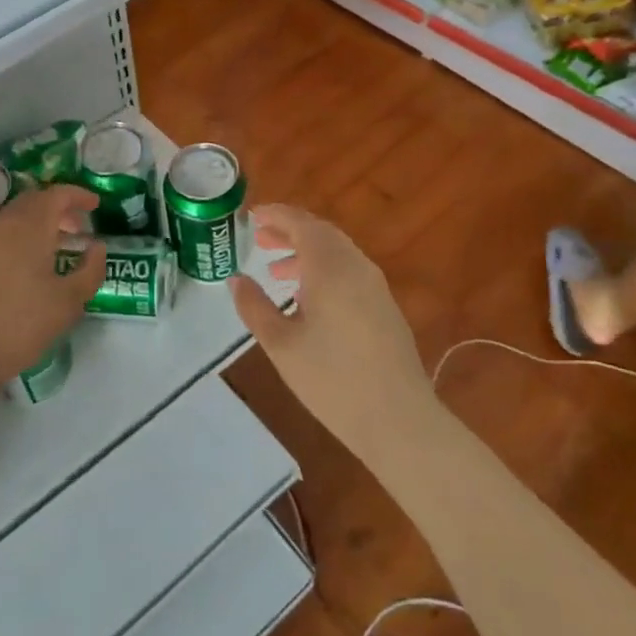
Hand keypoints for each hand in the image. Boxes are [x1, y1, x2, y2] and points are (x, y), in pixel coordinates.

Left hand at [0, 185, 105, 397]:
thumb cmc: (18, 324)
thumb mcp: (68, 303)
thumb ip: (90, 270)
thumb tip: (97, 247)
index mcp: (30, 226)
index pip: (56, 194)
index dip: (78, 195)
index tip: (95, 205)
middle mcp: (2, 226)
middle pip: (32, 202)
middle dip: (58, 209)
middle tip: (77, 228)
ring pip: (13, 221)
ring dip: (37, 227)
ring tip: (55, 251)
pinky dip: (18, 242)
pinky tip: (25, 271)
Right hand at [229, 204, 437, 463]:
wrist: (398, 419)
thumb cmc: (332, 380)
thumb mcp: (281, 345)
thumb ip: (255, 307)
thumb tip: (236, 279)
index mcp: (330, 267)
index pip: (301, 223)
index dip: (275, 215)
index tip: (252, 216)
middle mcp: (356, 266)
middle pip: (321, 233)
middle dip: (289, 231)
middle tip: (260, 239)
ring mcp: (375, 286)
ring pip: (337, 252)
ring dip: (306, 252)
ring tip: (277, 270)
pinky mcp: (385, 306)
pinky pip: (349, 271)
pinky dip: (324, 269)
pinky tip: (308, 297)